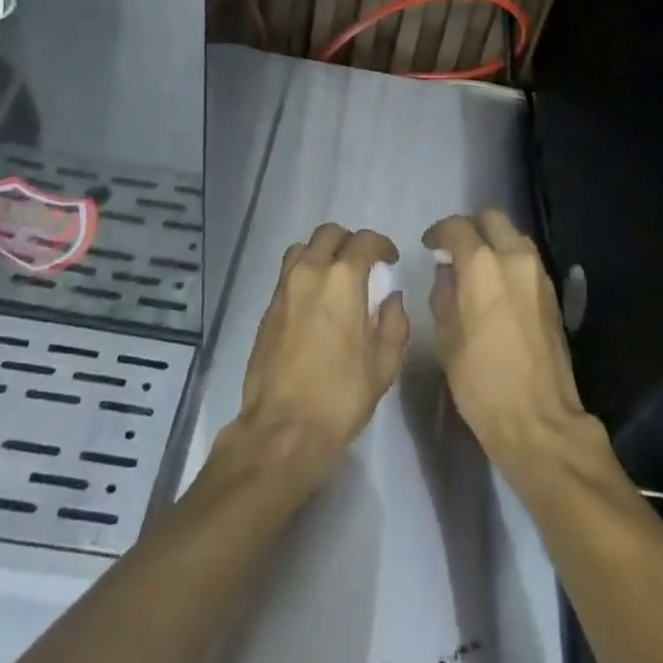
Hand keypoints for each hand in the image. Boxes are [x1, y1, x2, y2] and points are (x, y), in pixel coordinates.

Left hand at [233, 223, 409, 486]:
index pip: (365, 241)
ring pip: (303, 248)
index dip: (382, 246)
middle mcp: (310, 272)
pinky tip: (316, 300)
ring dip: (323, 253)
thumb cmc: (341, 396)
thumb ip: (395, 323)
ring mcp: (284, 288)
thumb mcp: (385, 364)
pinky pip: (288, 273)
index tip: (390, 261)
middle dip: (350, 243)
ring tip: (336, 277)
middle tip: (363, 265)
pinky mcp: (267, 307)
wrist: (283, 428)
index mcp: (343, 279)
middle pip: (329, 234)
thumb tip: (391, 299)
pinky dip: (305, 273)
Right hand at [423, 209, 595, 481]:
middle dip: (470, 227)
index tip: (430, 246)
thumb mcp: (446, 339)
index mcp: (482, 267)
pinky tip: (496, 286)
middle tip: (453, 249)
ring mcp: (539, 274)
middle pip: (492, 218)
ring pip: (513, 236)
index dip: (439, 232)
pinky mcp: (552, 292)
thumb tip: (448, 273)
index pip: (457, 227)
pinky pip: (526, 259)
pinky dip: (509, 260)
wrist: (539, 419)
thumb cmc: (481, 383)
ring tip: (475, 268)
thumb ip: (444, 295)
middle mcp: (514, 258)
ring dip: (493, 241)